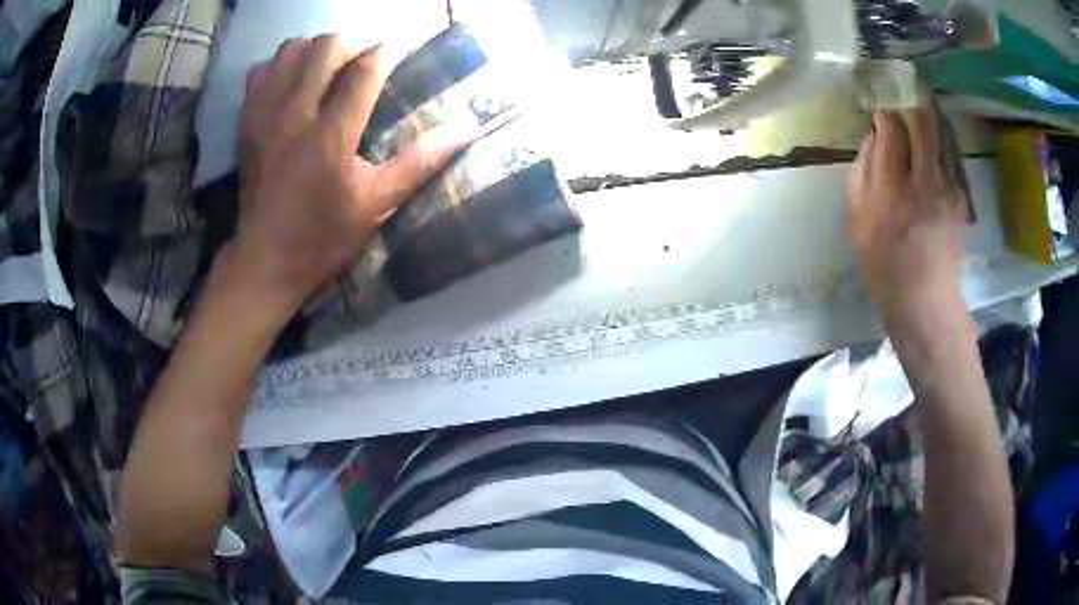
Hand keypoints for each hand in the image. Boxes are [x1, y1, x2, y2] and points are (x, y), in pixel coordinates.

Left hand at [230, 35, 468, 318]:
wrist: (265, 260)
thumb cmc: (324, 236)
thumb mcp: (377, 205)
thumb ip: (419, 162)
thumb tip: (466, 130)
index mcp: (331, 136)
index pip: (364, 70)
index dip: (386, 53)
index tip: (397, 51)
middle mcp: (295, 116)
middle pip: (326, 47)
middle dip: (351, 45)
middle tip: (361, 64)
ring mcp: (265, 116)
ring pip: (291, 50)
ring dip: (314, 50)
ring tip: (326, 68)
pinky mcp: (246, 122)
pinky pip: (261, 71)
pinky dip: (279, 66)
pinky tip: (291, 82)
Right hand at [846, 107, 968, 326]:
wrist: (925, 301)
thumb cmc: (883, 265)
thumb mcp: (857, 223)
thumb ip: (862, 173)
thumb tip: (874, 135)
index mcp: (892, 192)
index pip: (891, 130)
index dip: (883, 107)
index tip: (877, 99)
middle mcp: (925, 183)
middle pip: (921, 122)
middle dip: (909, 97)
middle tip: (900, 84)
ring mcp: (948, 189)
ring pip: (941, 131)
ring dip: (929, 109)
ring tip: (918, 94)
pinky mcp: (961, 196)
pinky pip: (950, 151)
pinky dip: (941, 132)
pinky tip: (934, 127)